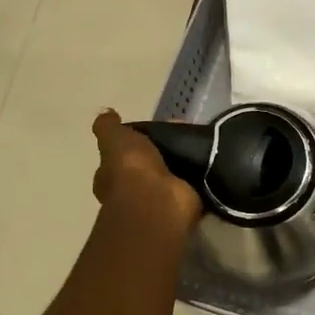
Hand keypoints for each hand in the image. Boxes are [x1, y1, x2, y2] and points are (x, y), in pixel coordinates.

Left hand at [92, 109, 200, 231]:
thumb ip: (108, 127)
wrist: (158, 199)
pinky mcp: (182, 201)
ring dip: (180, 163)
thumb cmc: (131, 168)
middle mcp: (131, 190)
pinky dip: (198, 175)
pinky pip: (190, 184)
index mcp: (111, 175)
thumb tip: (106, 113)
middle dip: (160, 153)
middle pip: (147, 165)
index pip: (119, 156)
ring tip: (198, 143)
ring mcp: (157, 198)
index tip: (151, 131)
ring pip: (169, 174)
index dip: (132, 144)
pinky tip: (208, 160)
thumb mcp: (114, 138)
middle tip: (179, 134)